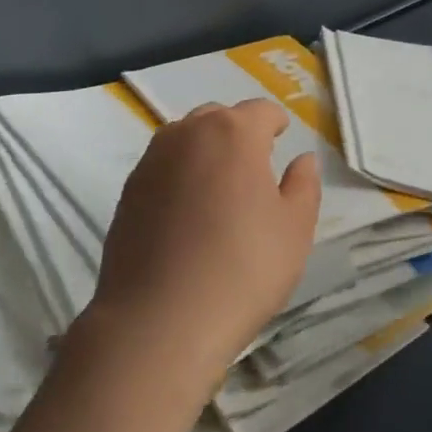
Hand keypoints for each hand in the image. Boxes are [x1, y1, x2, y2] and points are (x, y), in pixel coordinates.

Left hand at [83, 99, 320, 398]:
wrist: (159, 320)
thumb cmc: (242, 270)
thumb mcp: (294, 230)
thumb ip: (303, 186)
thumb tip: (302, 159)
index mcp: (234, 132)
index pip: (261, 111)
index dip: (276, 123)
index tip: (282, 140)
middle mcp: (189, 133)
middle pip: (219, 117)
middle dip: (239, 133)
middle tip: (253, 169)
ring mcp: (152, 160)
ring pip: (186, 139)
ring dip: (205, 150)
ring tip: (218, 190)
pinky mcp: (128, 190)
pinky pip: (162, 167)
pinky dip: (178, 176)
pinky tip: (186, 215)